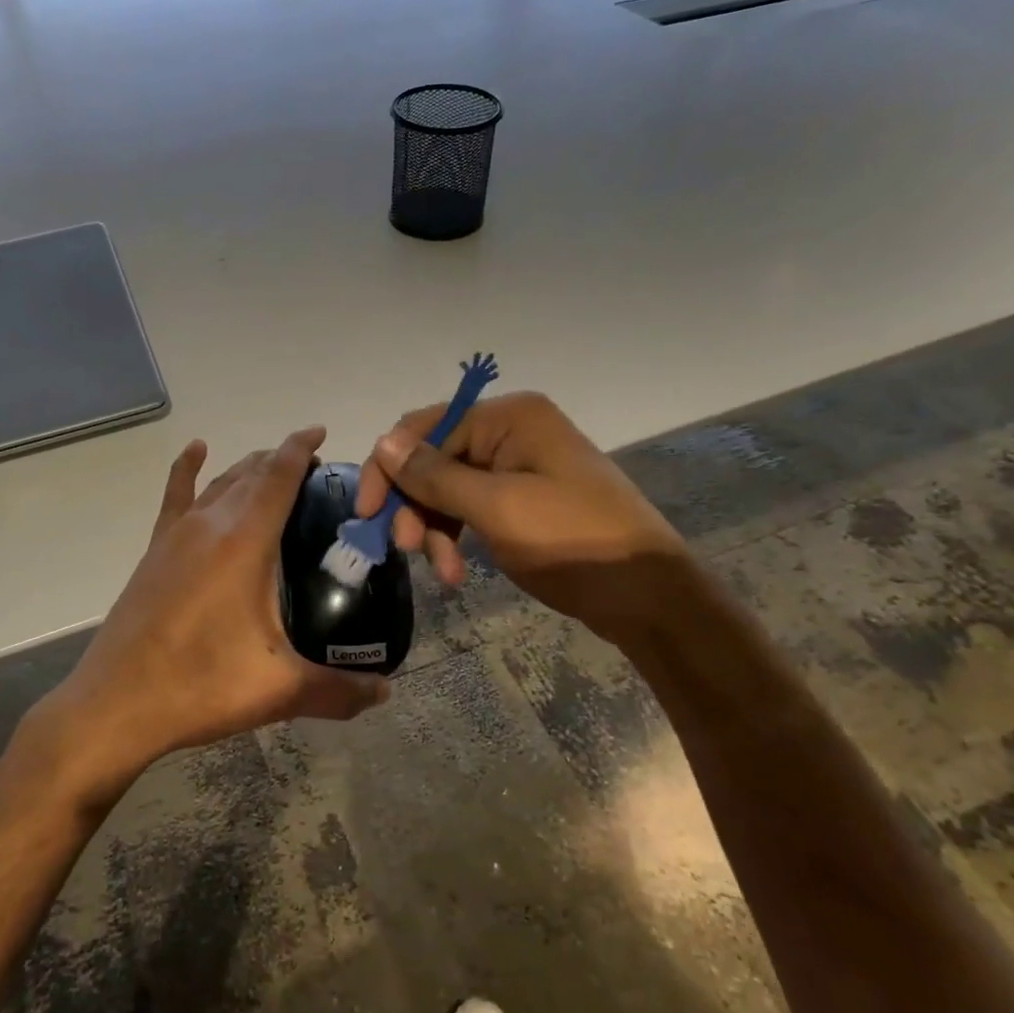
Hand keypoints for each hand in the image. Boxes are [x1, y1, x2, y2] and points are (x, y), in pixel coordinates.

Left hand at [28, 427, 389, 809]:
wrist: (117, 703)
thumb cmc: (201, 685)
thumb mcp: (279, 689)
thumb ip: (339, 690)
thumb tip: (385, 692)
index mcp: (245, 541)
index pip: (279, 475)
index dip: (302, 448)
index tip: (322, 434)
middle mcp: (210, 524)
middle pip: (252, 472)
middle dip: (283, 460)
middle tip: (316, 473)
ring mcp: (177, 534)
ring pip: (220, 481)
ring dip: (249, 468)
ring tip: (275, 468)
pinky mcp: (155, 550)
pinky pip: (176, 495)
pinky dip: (188, 468)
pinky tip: (196, 451)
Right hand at [354, 392, 689, 643]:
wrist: (648, 594)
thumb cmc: (573, 540)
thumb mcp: (497, 507)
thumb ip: (435, 475)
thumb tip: (382, 443)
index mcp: (508, 417)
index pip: (424, 428)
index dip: (389, 468)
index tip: (366, 513)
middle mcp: (509, 432)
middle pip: (433, 460)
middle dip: (414, 505)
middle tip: (405, 549)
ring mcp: (516, 466)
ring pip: (446, 489)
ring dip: (434, 528)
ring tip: (442, 572)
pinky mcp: (520, 499)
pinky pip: (469, 509)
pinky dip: (456, 537)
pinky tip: (456, 572)